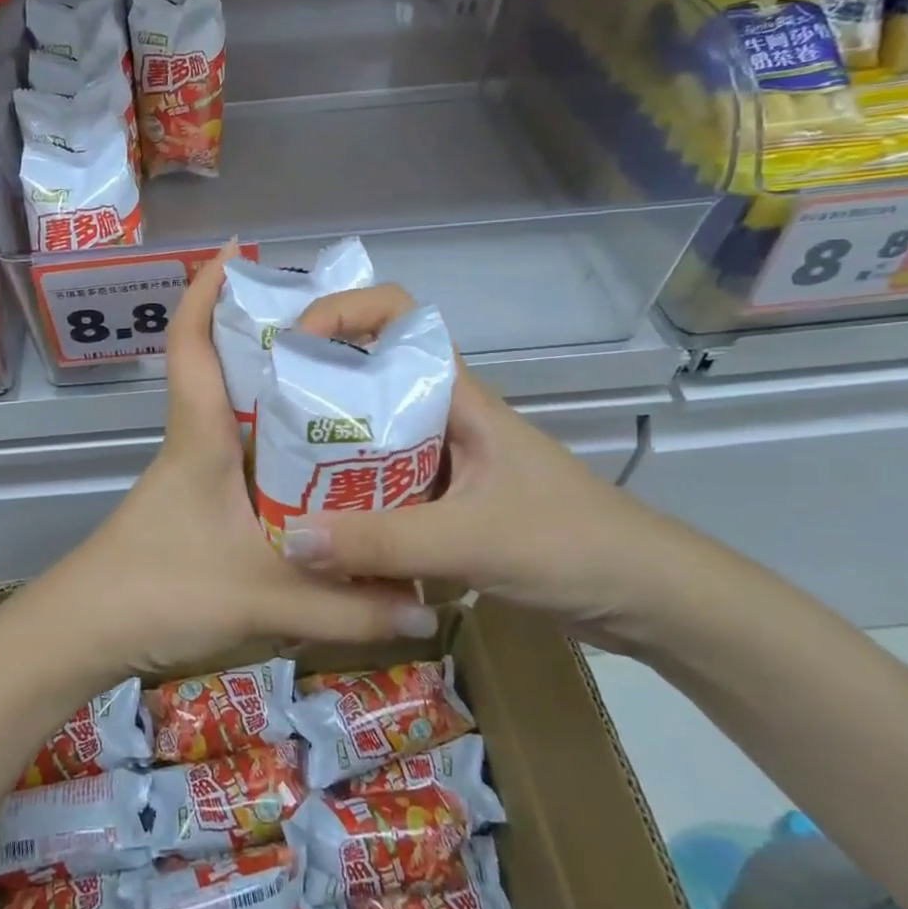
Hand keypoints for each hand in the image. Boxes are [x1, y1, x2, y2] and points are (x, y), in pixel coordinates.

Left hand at [19, 247, 438, 686]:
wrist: (86, 634)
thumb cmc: (161, 592)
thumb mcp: (265, 601)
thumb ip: (348, 613)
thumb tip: (426, 617)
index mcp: (201, 436)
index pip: (192, 345)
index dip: (205, 291)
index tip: (236, 252)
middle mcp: (196, 442)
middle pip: (225, 368)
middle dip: (269, 336)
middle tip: (339, 327)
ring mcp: (193, 473)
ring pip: (238, 414)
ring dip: (279, 393)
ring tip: (348, 389)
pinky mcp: (197, 504)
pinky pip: (244, 457)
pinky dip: (278, 446)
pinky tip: (322, 470)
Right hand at [279, 285, 678, 650]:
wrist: (647, 597)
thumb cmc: (571, 544)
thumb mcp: (472, 539)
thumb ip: (382, 541)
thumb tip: (289, 539)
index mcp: (456, 396)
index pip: (397, 316)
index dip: (342, 311)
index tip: (293, 344)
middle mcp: (444, 417)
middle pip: (369, 378)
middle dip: (315, 387)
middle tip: (259, 414)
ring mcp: (446, 461)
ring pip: (372, 437)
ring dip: (327, 450)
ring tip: (272, 470)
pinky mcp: (447, 503)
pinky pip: (383, 487)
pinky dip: (350, 499)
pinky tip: (319, 526)